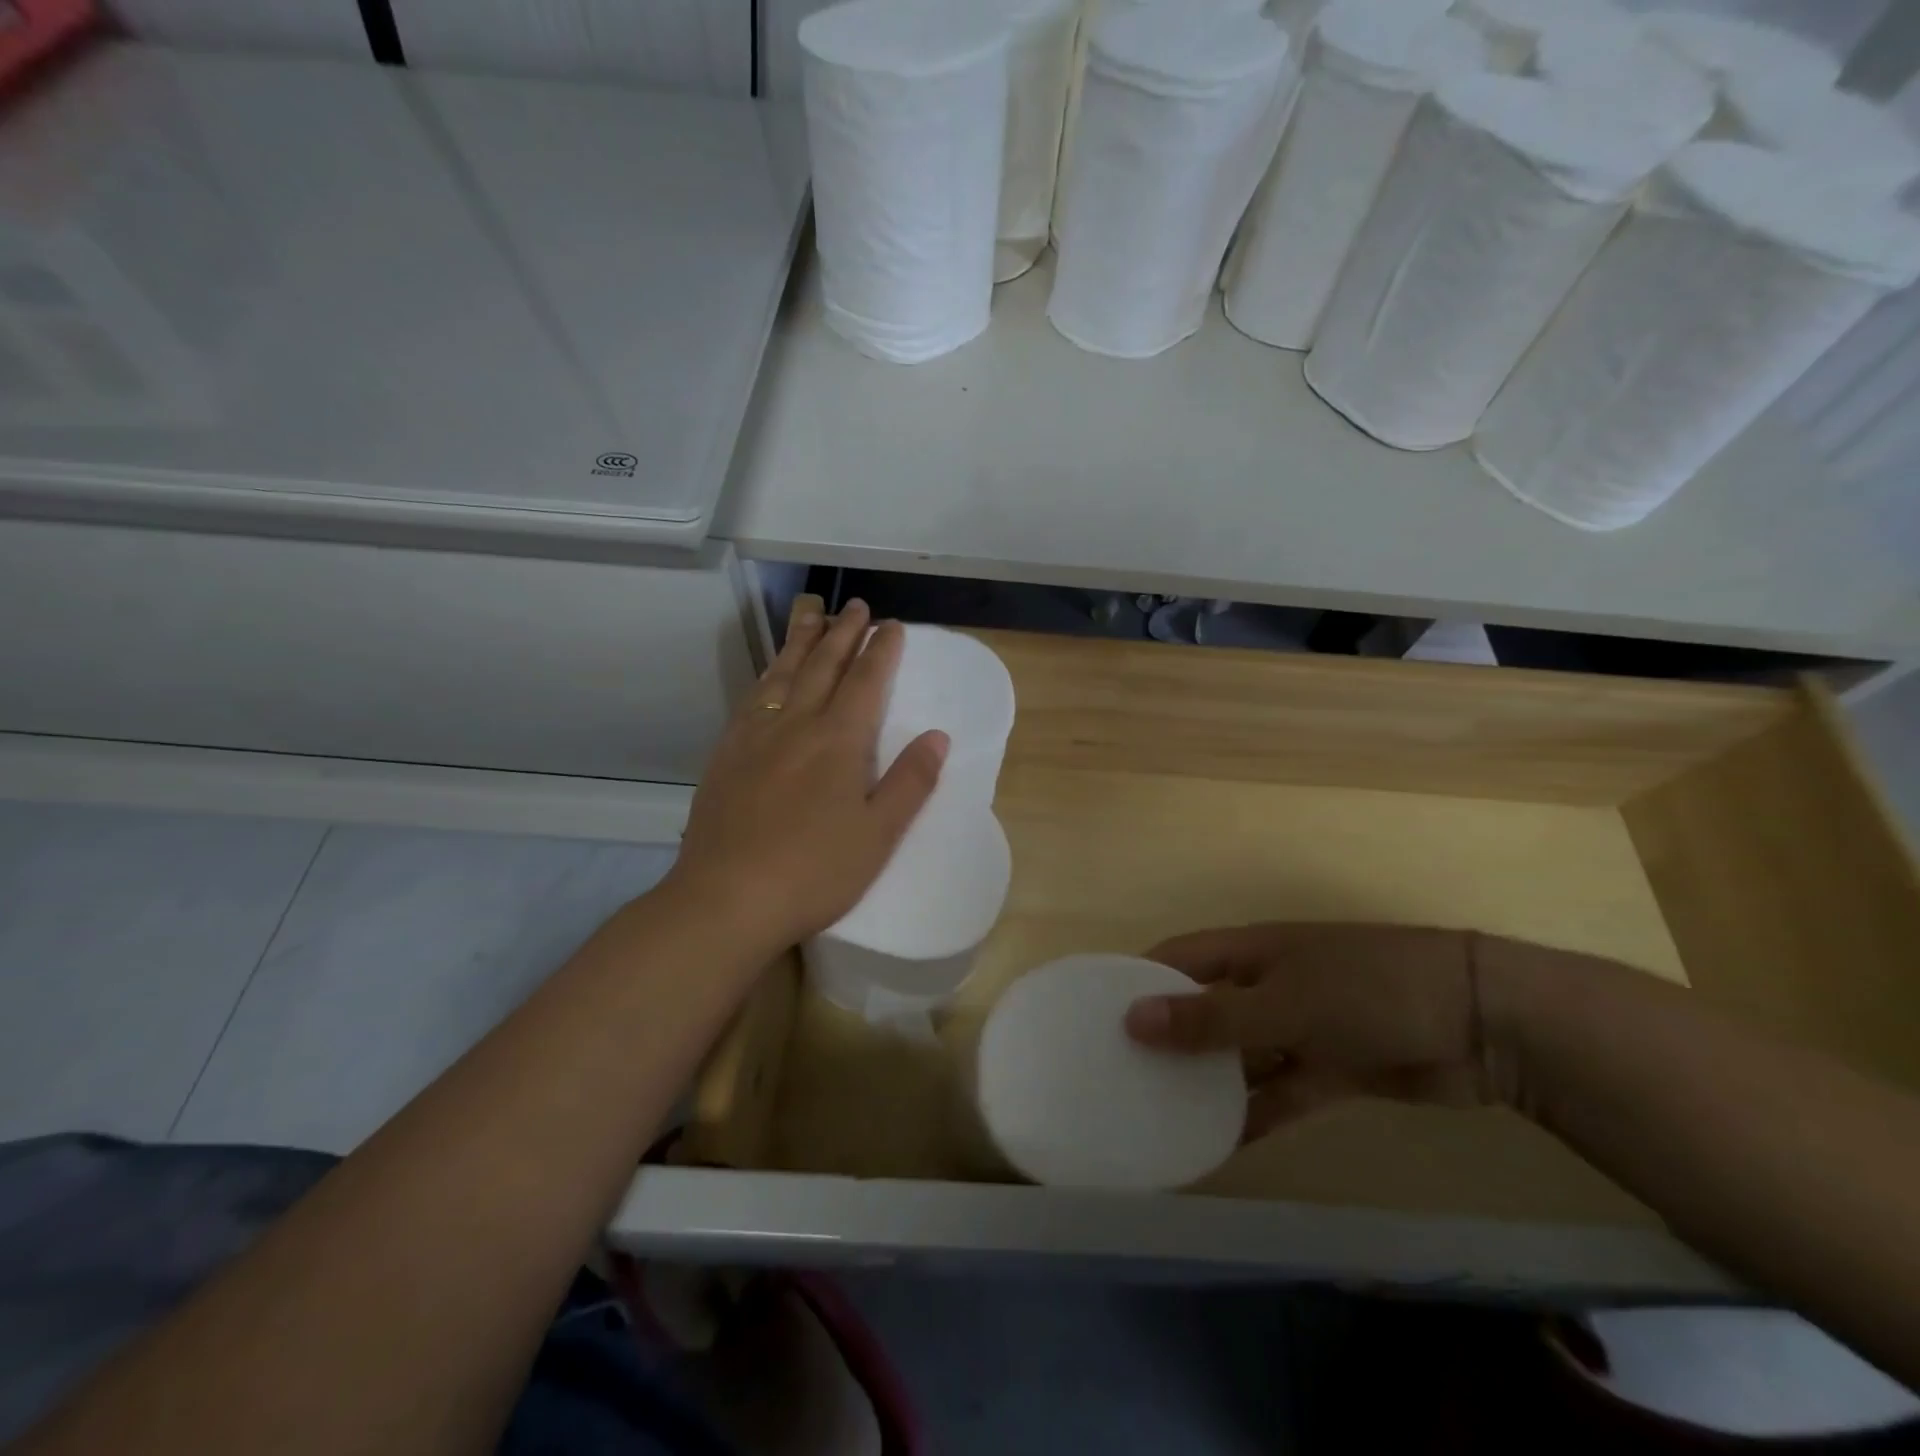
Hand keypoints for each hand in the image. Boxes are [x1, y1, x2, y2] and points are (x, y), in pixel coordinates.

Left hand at [663, 598, 947, 954]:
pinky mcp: (726, 755)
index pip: (866, 681)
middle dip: (843, 633)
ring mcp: (755, 736)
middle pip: (822, 665)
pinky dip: (768, 675)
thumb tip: (937, 736)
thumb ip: (910, 781)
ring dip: (801, 641)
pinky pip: (752, 698)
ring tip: (811, 614)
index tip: (892, 625)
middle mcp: (796, 724)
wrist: (727, 898)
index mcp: (838, 740)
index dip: (882, 650)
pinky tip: (769, 675)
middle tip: (855, 606)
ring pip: (782, 674)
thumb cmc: (815, 871)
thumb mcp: (879, 834)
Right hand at [1124, 924, 1512, 1138]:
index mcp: (1250, 952)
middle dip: (1167, 1039)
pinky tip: (1217, 1148)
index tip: (1096, 1016)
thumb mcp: (1284, 1002)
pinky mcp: (1330, 1071)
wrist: (1483, 1024)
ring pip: (1238, 1057)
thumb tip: (1132, 1019)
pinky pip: (1278, 1094)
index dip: (1138, 981)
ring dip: (1207, 1084)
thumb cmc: (1368, 989)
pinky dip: (1252, 1117)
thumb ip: (1211, 1018)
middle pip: (1203, 1009)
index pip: (1176, 959)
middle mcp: (1266, 985)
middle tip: (1120, 1078)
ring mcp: (1299, 1029)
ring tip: (1157, 1118)